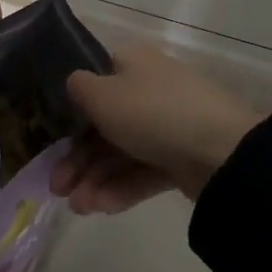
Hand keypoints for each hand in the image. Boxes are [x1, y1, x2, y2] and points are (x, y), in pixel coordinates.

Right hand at [50, 45, 261, 213]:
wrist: (220, 151)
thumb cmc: (152, 111)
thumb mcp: (102, 94)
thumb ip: (79, 88)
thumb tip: (75, 84)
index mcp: (133, 63)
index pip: (96, 82)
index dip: (72, 111)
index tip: (51, 140)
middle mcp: (149, 89)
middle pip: (105, 123)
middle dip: (79, 157)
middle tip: (57, 188)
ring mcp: (167, 125)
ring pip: (122, 151)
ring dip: (96, 178)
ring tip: (78, 207)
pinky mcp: (181, 159)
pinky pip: (144, 171)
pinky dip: (121, 188)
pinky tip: (100, 208)